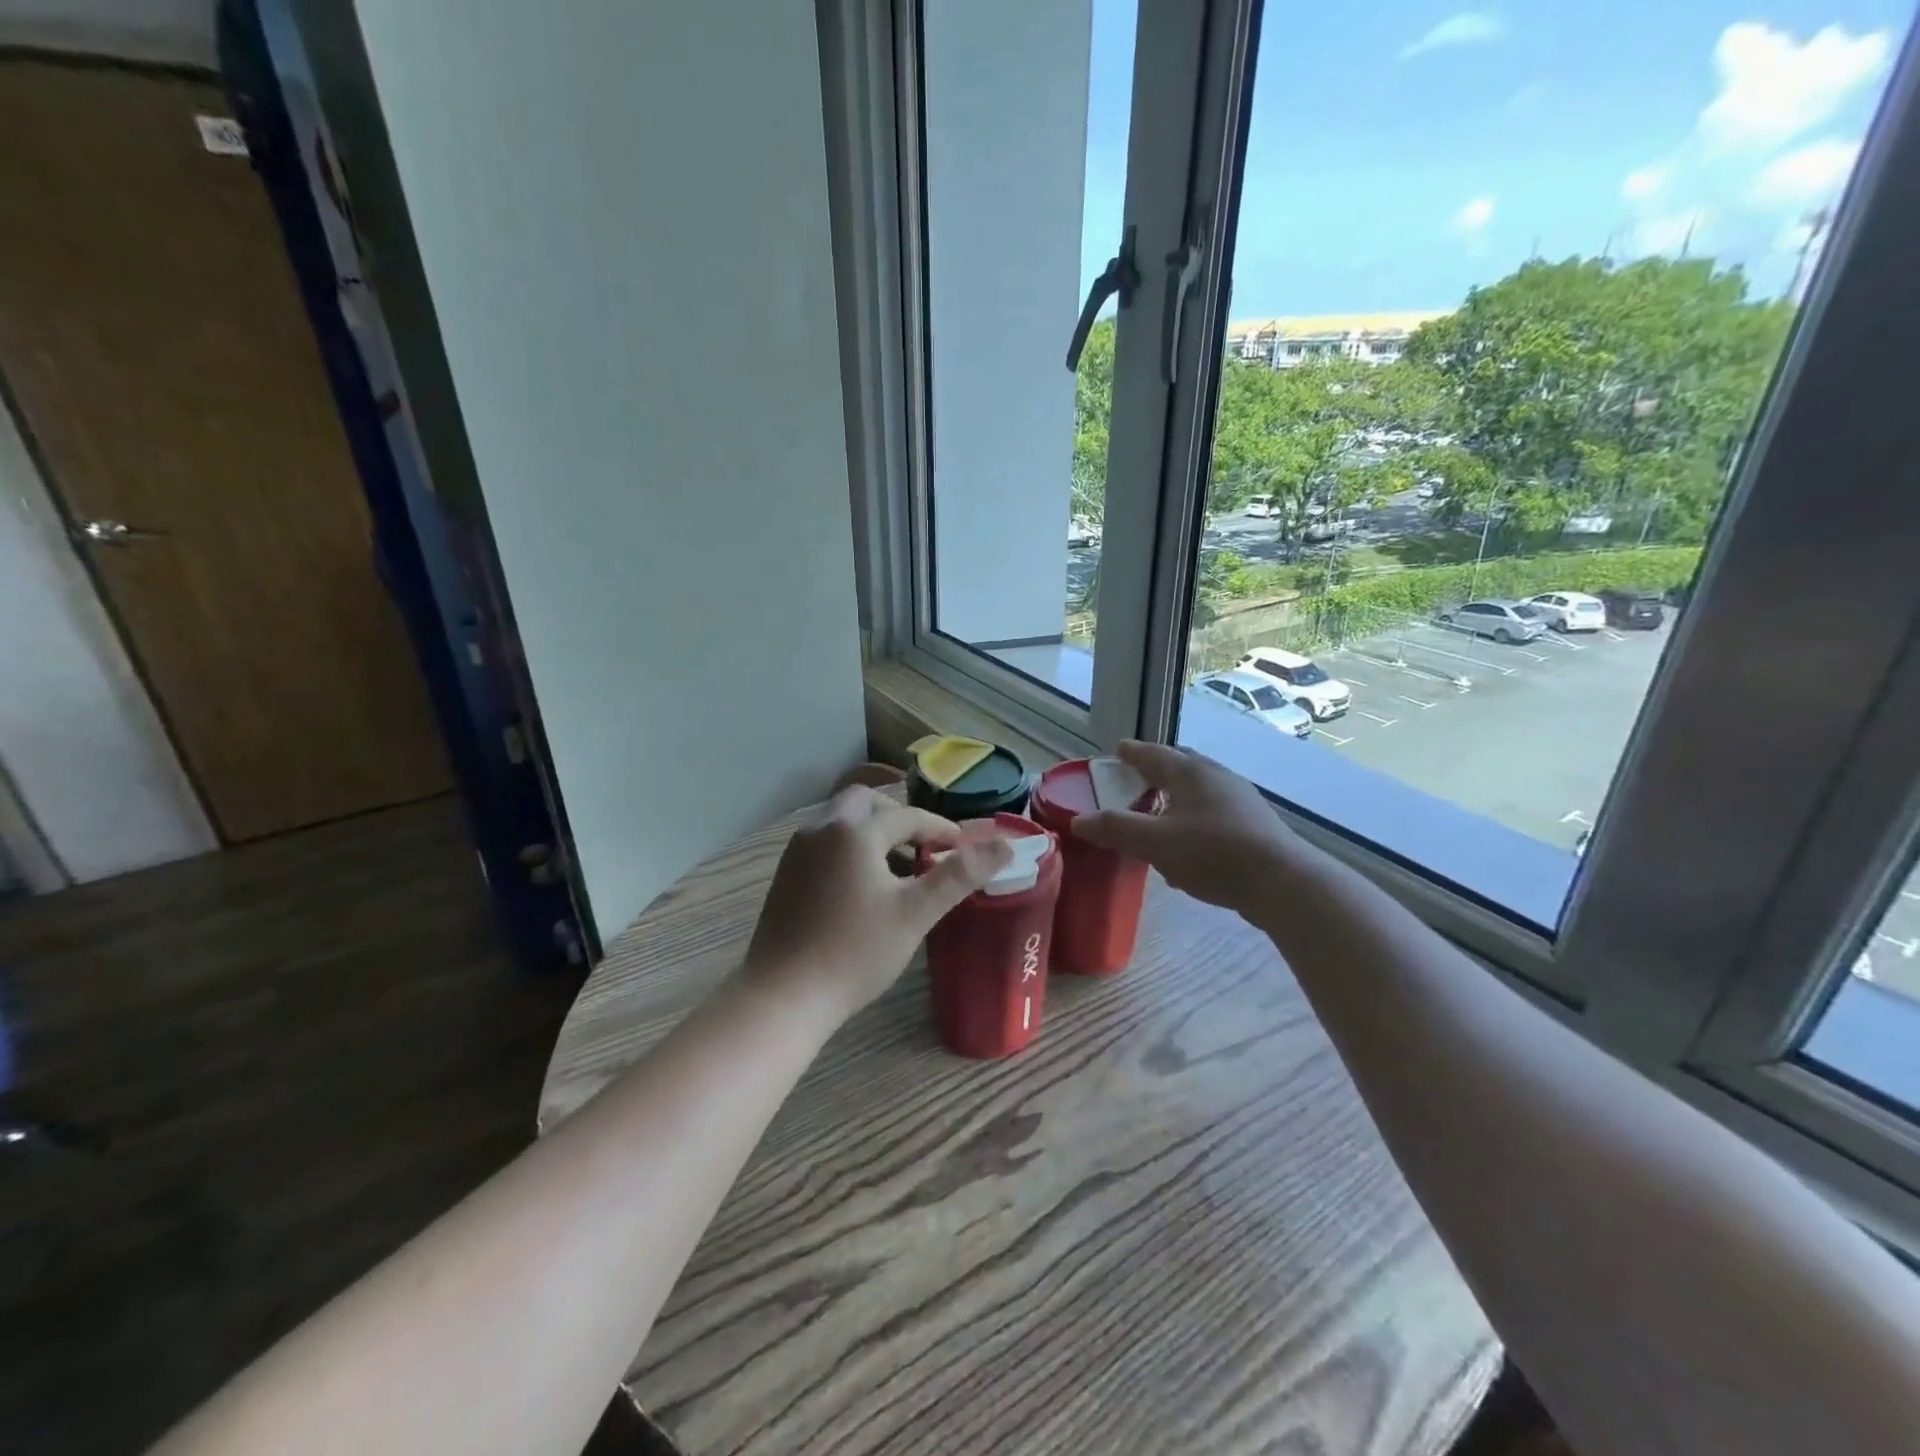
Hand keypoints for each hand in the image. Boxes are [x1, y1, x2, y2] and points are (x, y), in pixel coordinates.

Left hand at [745, 786, 1011, 1020]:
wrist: (783, 996)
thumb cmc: (855, 952)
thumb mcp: (915, 913)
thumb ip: (959, 875)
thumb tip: (1005, 845)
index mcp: (854, 831)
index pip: (907, 816)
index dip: (940, 830)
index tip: (963, 851)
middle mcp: (821, 828)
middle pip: (866, 802)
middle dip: (899, 818)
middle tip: (923, 849)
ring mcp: (797, 851)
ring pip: (841, 821)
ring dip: (873, 832)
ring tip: (898, 869)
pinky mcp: (785, 875)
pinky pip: (825, 842)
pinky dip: (850, 848)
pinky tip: (863, 886)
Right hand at [1072, 740, 1298, 915]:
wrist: (1282, 882)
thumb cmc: (1212, 853)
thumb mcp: (1154, 843)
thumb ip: (1115, 829)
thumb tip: (1079, 821)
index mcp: (1189, 772)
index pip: (1152, 754)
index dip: (1132, 753)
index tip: (1118, 749)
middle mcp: (1216, 776)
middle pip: (1180, 766)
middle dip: (1156, 771)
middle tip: (1136, 779)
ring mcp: (1240, 799)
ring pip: (1198, 790)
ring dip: (1175, 798)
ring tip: (1158, 814)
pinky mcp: (1254, 824)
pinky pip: (1213, 813)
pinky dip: (1193, 820)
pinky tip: (1188, 847)